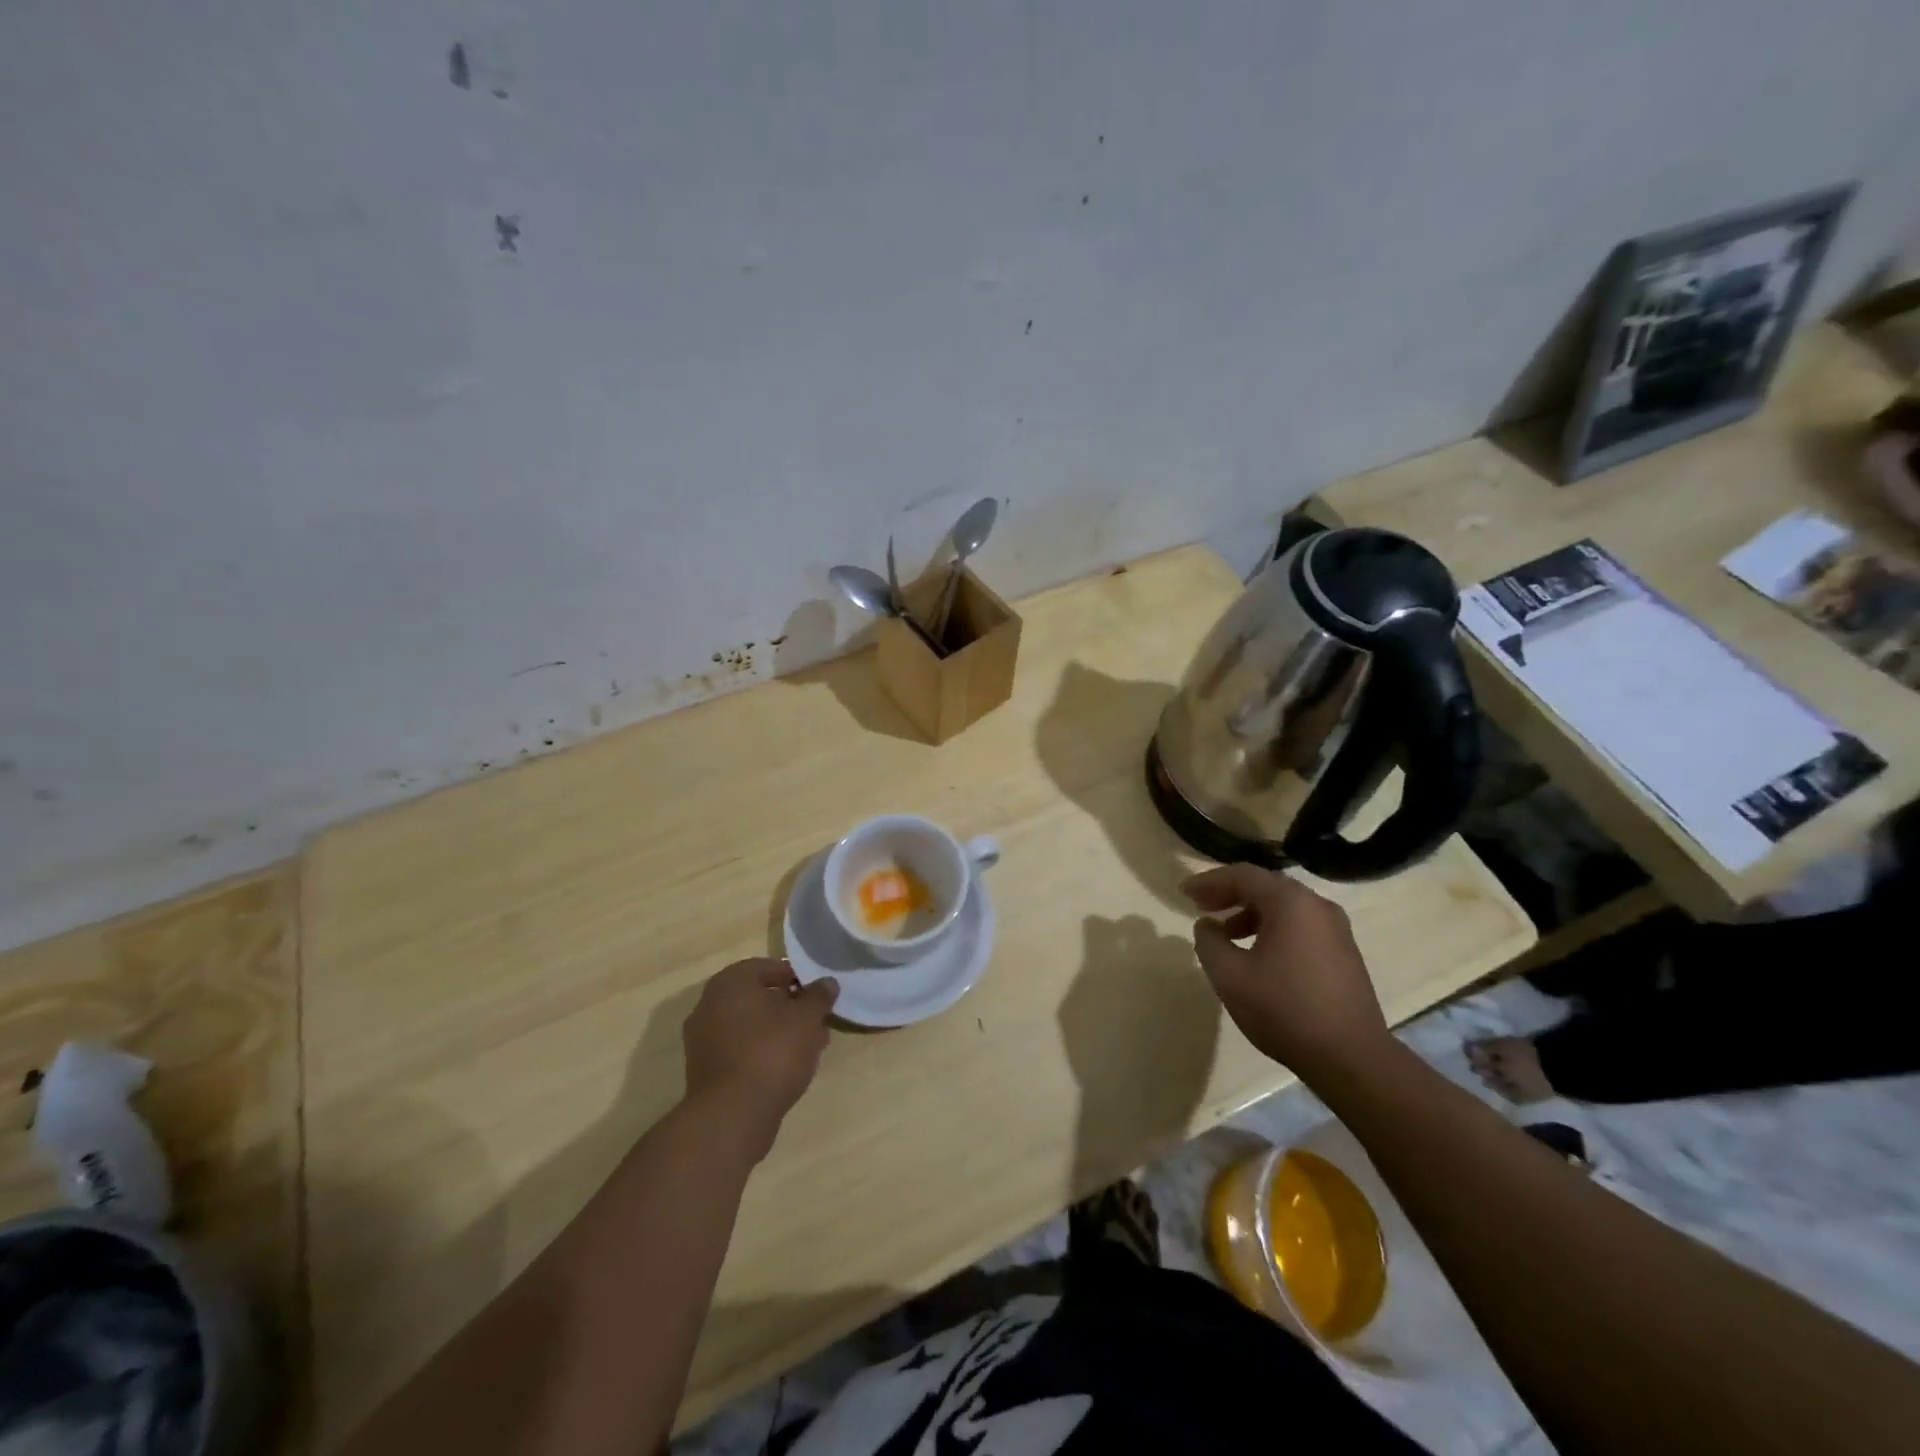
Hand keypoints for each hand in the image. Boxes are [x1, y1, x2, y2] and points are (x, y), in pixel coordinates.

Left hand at [682, 959, 837, 1156]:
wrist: (731, 1117)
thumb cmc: (771, 1053)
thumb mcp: (807, 1019)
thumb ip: (818, 996)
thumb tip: (826, 983)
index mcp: (730, 982)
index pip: (769, 967)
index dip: (797, 978)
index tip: (818, 995)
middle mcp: (709, 1004)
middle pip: (758, 997)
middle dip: (790, 1007)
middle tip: (816, 1021)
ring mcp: (703, 1039)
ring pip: (750, 1025)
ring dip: (779, 1031)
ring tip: (809, 1047)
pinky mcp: (705, 1071)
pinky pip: (740, 1049)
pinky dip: (763, 1052)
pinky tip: (788, 1068)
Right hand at [1183, 864, 1392, 1086]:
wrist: (1351, 1058)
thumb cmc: (1284, 1009)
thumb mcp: (1229, 975)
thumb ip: (1209, 941)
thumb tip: (1207, 925)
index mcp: (1291, 902)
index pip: (1243, 875)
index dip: (1209, 881)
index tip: (1184, 893)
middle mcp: (1317, 906)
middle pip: (1265, 886)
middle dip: (1229, 894)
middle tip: (1201, 907)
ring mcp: (1336, 930)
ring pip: (1284, 907)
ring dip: (1250, 913)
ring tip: (1225, 934)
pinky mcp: (1344, 953)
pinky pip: (1300, 926)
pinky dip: (1272, 928)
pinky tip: (1257, 954)